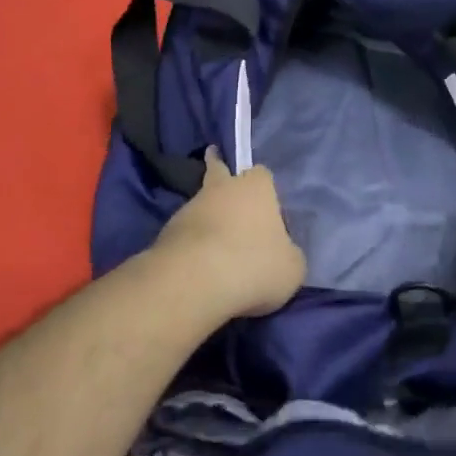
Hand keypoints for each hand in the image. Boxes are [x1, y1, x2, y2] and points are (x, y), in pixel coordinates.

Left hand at [151, 149, 306, 321]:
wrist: (193, 282)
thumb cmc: (253, 265)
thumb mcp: (291, 268)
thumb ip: (289, 254)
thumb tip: (282, 255)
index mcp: (256, 188)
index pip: (262, 173)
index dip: (265, 188)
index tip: (266, 205)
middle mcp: (220, 189)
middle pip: (218, 173)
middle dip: (220, 175)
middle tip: (221, 183)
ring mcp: (188, 209)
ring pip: (200, 206)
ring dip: (207, 220)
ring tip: (216, 247)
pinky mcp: (164, 235)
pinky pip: (184, 235)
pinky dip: (191, 245)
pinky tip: (200, 266)